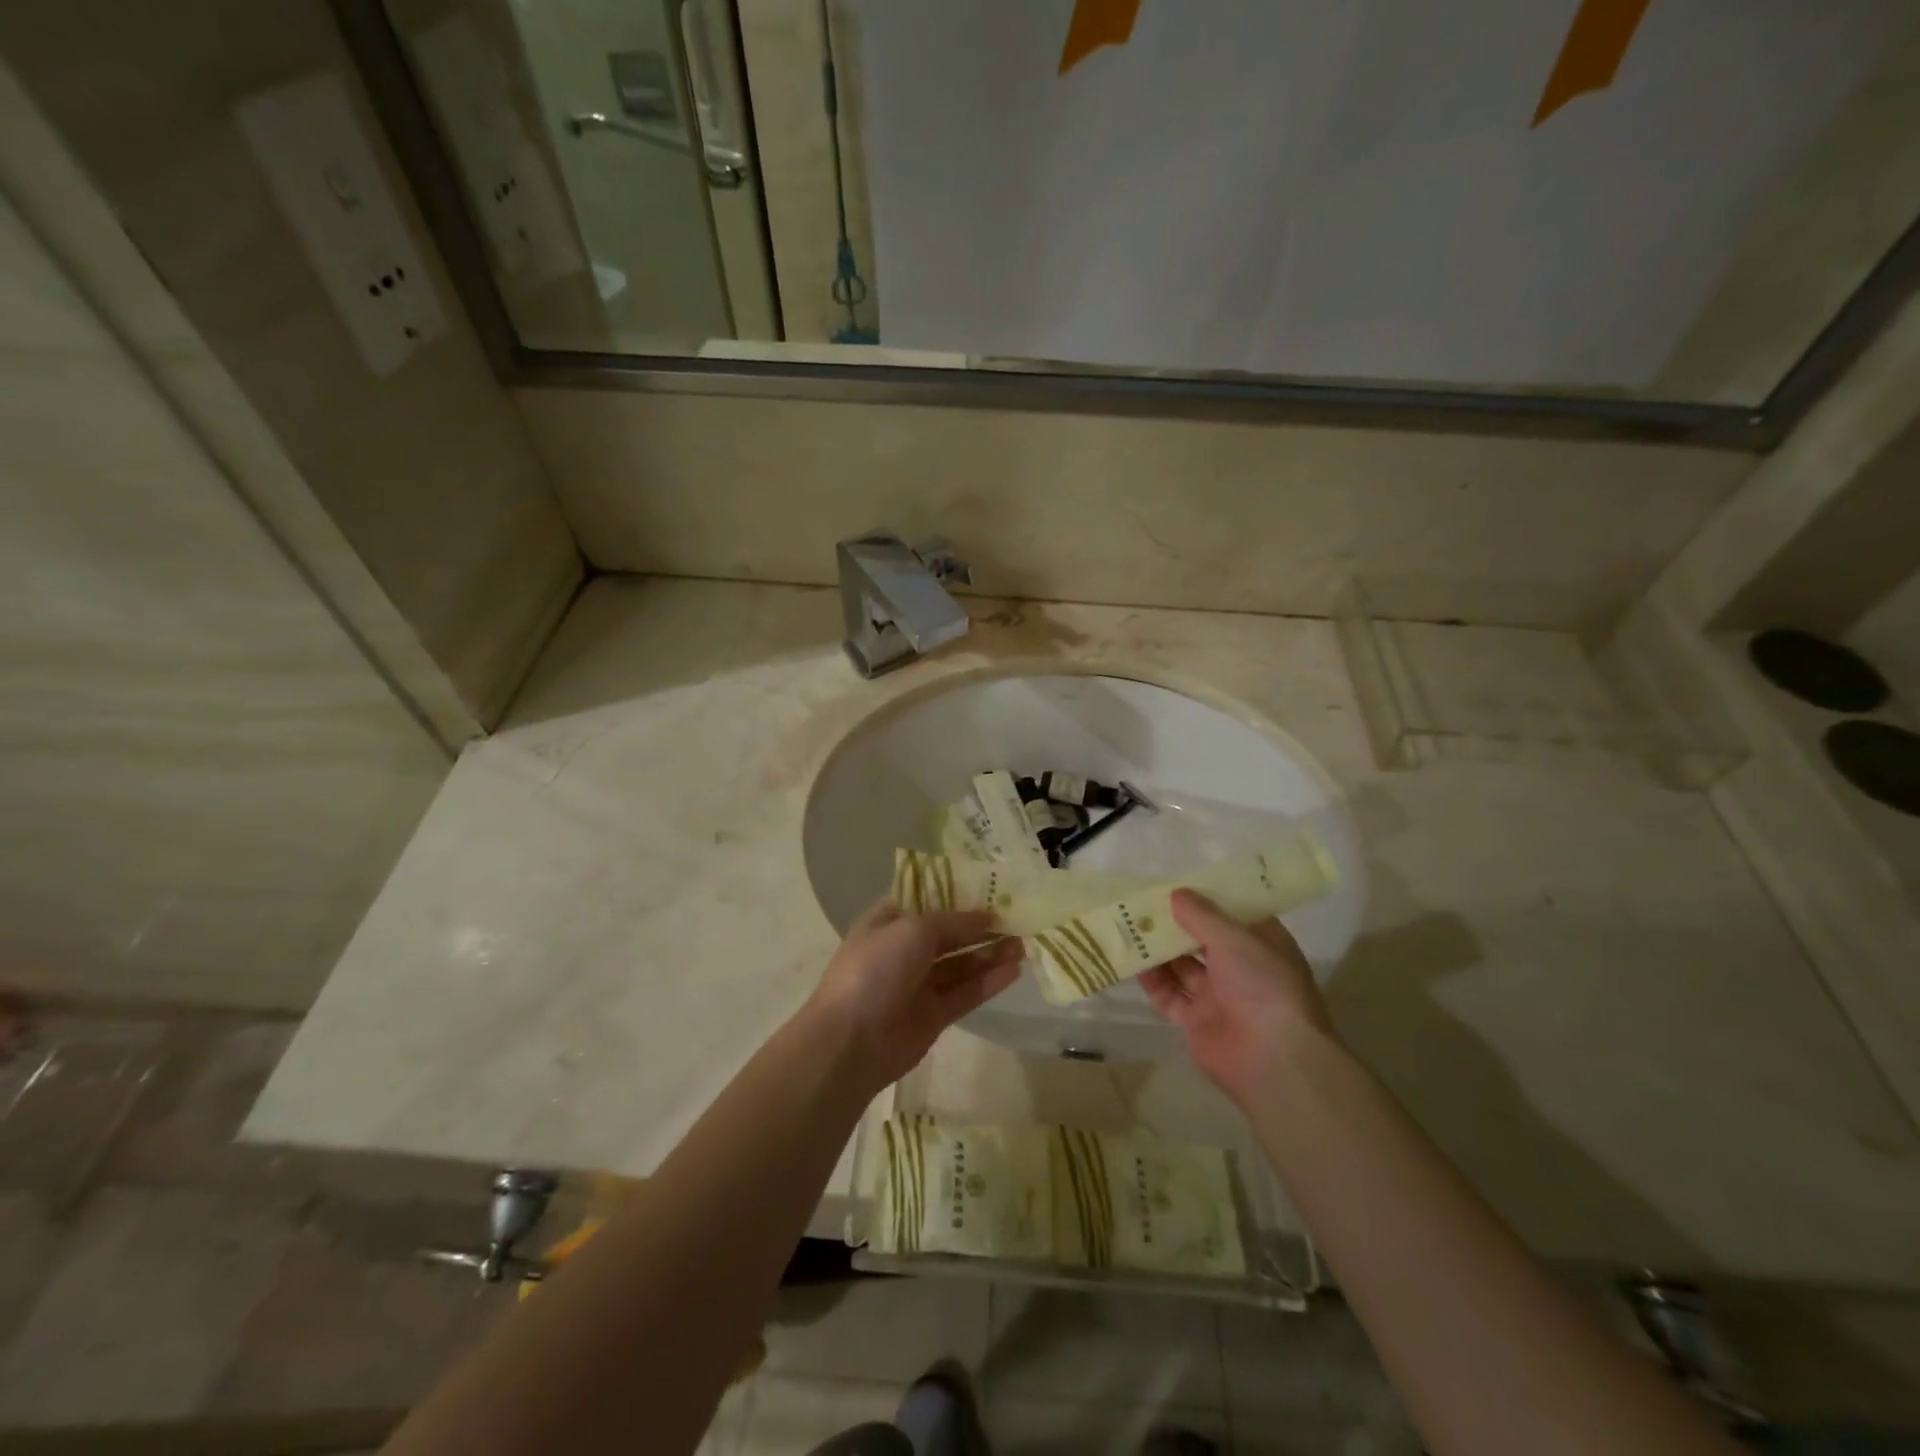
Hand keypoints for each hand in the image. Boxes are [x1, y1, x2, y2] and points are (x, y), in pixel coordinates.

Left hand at [803, 900, 1022, 1090]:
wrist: (851, 1041)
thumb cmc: (876, 969)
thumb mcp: (913, 930)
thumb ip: (954, 922)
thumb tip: (987, 916)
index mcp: (889, 922)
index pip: (927, 900)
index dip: (957, 894)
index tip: (991, 888)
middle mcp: (904, 949)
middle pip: (949, 933)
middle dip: (981, 926)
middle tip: (1018, 917)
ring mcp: (918, 984)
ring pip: (961, 964)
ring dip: (990, 953)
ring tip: (1024, 942)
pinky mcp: (934, 1015)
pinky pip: (966, 992)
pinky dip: (989, 981)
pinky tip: (1015, 970)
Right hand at [1139, 889, 1333, 1104]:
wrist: (1272, 1059)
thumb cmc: (1263, 986)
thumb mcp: (1234, 939)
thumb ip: (1202, 915)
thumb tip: (1176, 893)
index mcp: (1262, 945)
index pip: (1234, 914)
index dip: (1209, 898)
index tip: (1180, 880)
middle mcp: (1241, 968)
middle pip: (1203, 939)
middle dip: (1176, 923)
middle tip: (1144, 901)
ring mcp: (1218, 996)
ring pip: (1182, 966)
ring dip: (1160, 949)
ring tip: (1130, 925)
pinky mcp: (1196, 1021)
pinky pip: (1169, 995)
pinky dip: (1152, 980)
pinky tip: (1132, 961)